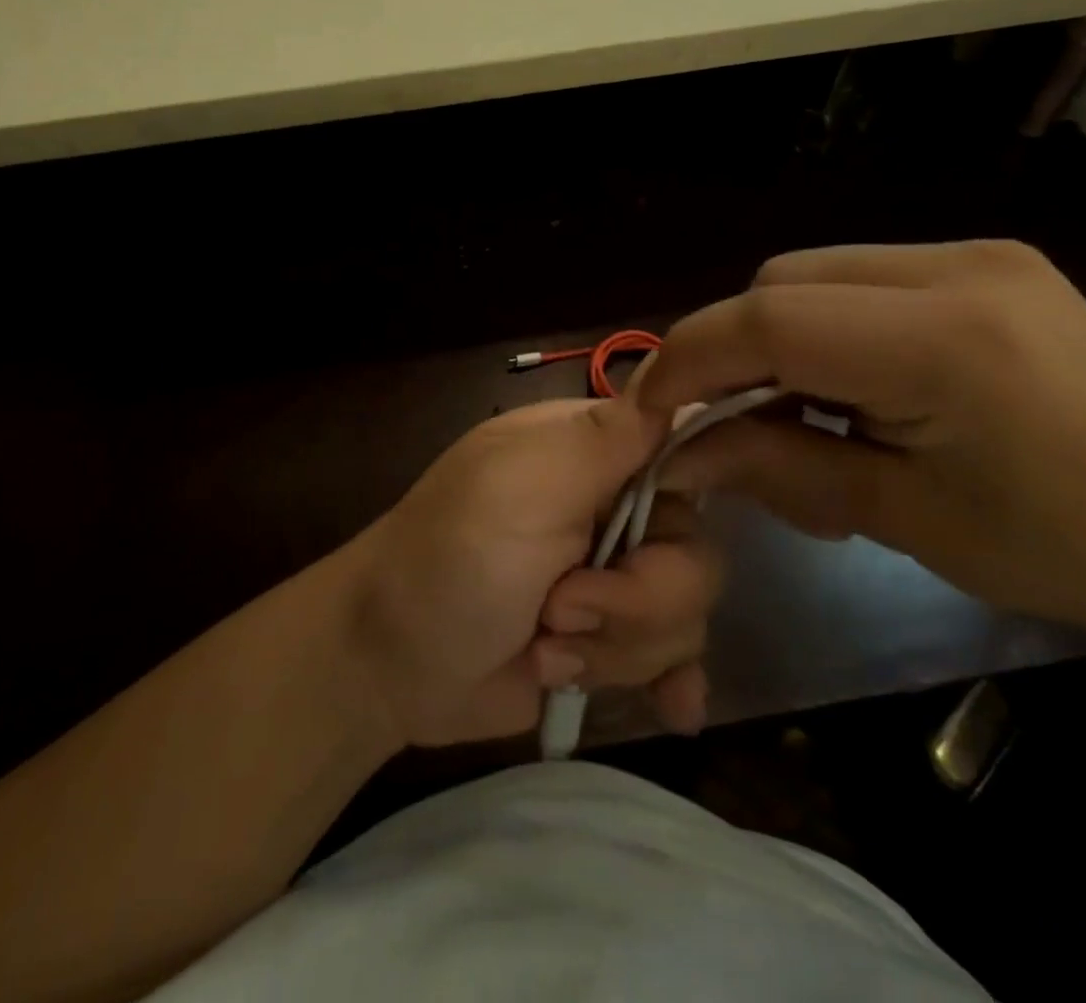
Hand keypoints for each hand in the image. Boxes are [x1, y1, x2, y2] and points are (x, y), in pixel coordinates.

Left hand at [346, 397, 723, 747]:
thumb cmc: (450, 556)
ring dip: (614, 646)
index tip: (657, 530)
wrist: (389, 662)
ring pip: (682, 614)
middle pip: (692, 550)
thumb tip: (672, 377)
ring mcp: (611, 580)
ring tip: (543, 649)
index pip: (683, 446)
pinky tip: (672, 708)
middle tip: (559, 610)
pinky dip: (667, 680)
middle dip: (636, 599)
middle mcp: (611, 508)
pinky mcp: (608, 641)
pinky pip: (672, 659)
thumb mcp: (523, 484)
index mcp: (591, 453)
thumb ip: (603, 440)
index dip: (695, 487)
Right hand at [637, 241, 1085, 651]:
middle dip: (732, 349)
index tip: (647, 407)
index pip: (772, 320)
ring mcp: (979, 254)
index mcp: (947, 339)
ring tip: (796, 411)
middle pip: (782, 283)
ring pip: (813, 274)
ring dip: (775, 338)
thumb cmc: (1055, 550)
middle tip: (724, 421)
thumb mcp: (895, 515)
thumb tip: (674, 452)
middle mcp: (961, 268)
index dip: (690, 358)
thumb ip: (772, 465)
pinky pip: (859, 278)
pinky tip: (849, 385)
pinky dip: (823, 327)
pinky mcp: (987, 262)